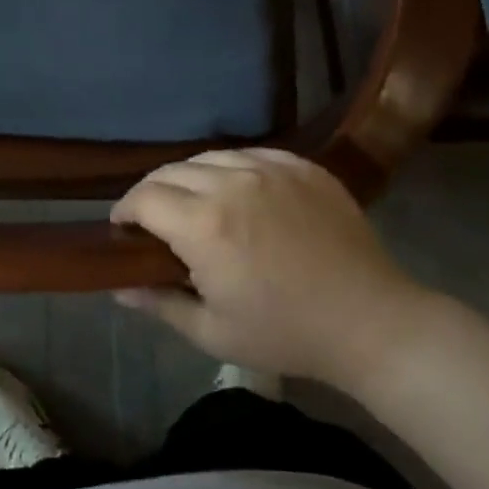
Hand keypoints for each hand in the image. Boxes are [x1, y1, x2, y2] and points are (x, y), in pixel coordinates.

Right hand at [110, 148, 431, 392]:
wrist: (370, 322)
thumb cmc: (285, 333)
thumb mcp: (212, 331)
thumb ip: (159, 303)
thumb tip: (117, 287)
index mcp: (203, 225)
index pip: (144, 198)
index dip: (125, 211)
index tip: (124, 229)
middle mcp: (231, 184)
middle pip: (170, 171)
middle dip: (152, 193)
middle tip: (154, 220)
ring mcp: (270, 169)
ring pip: (209, 157)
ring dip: (190, 177)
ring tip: (195, 202)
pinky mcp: (302, 166)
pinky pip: (251, 155)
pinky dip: (232, 169)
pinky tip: (239, 191)